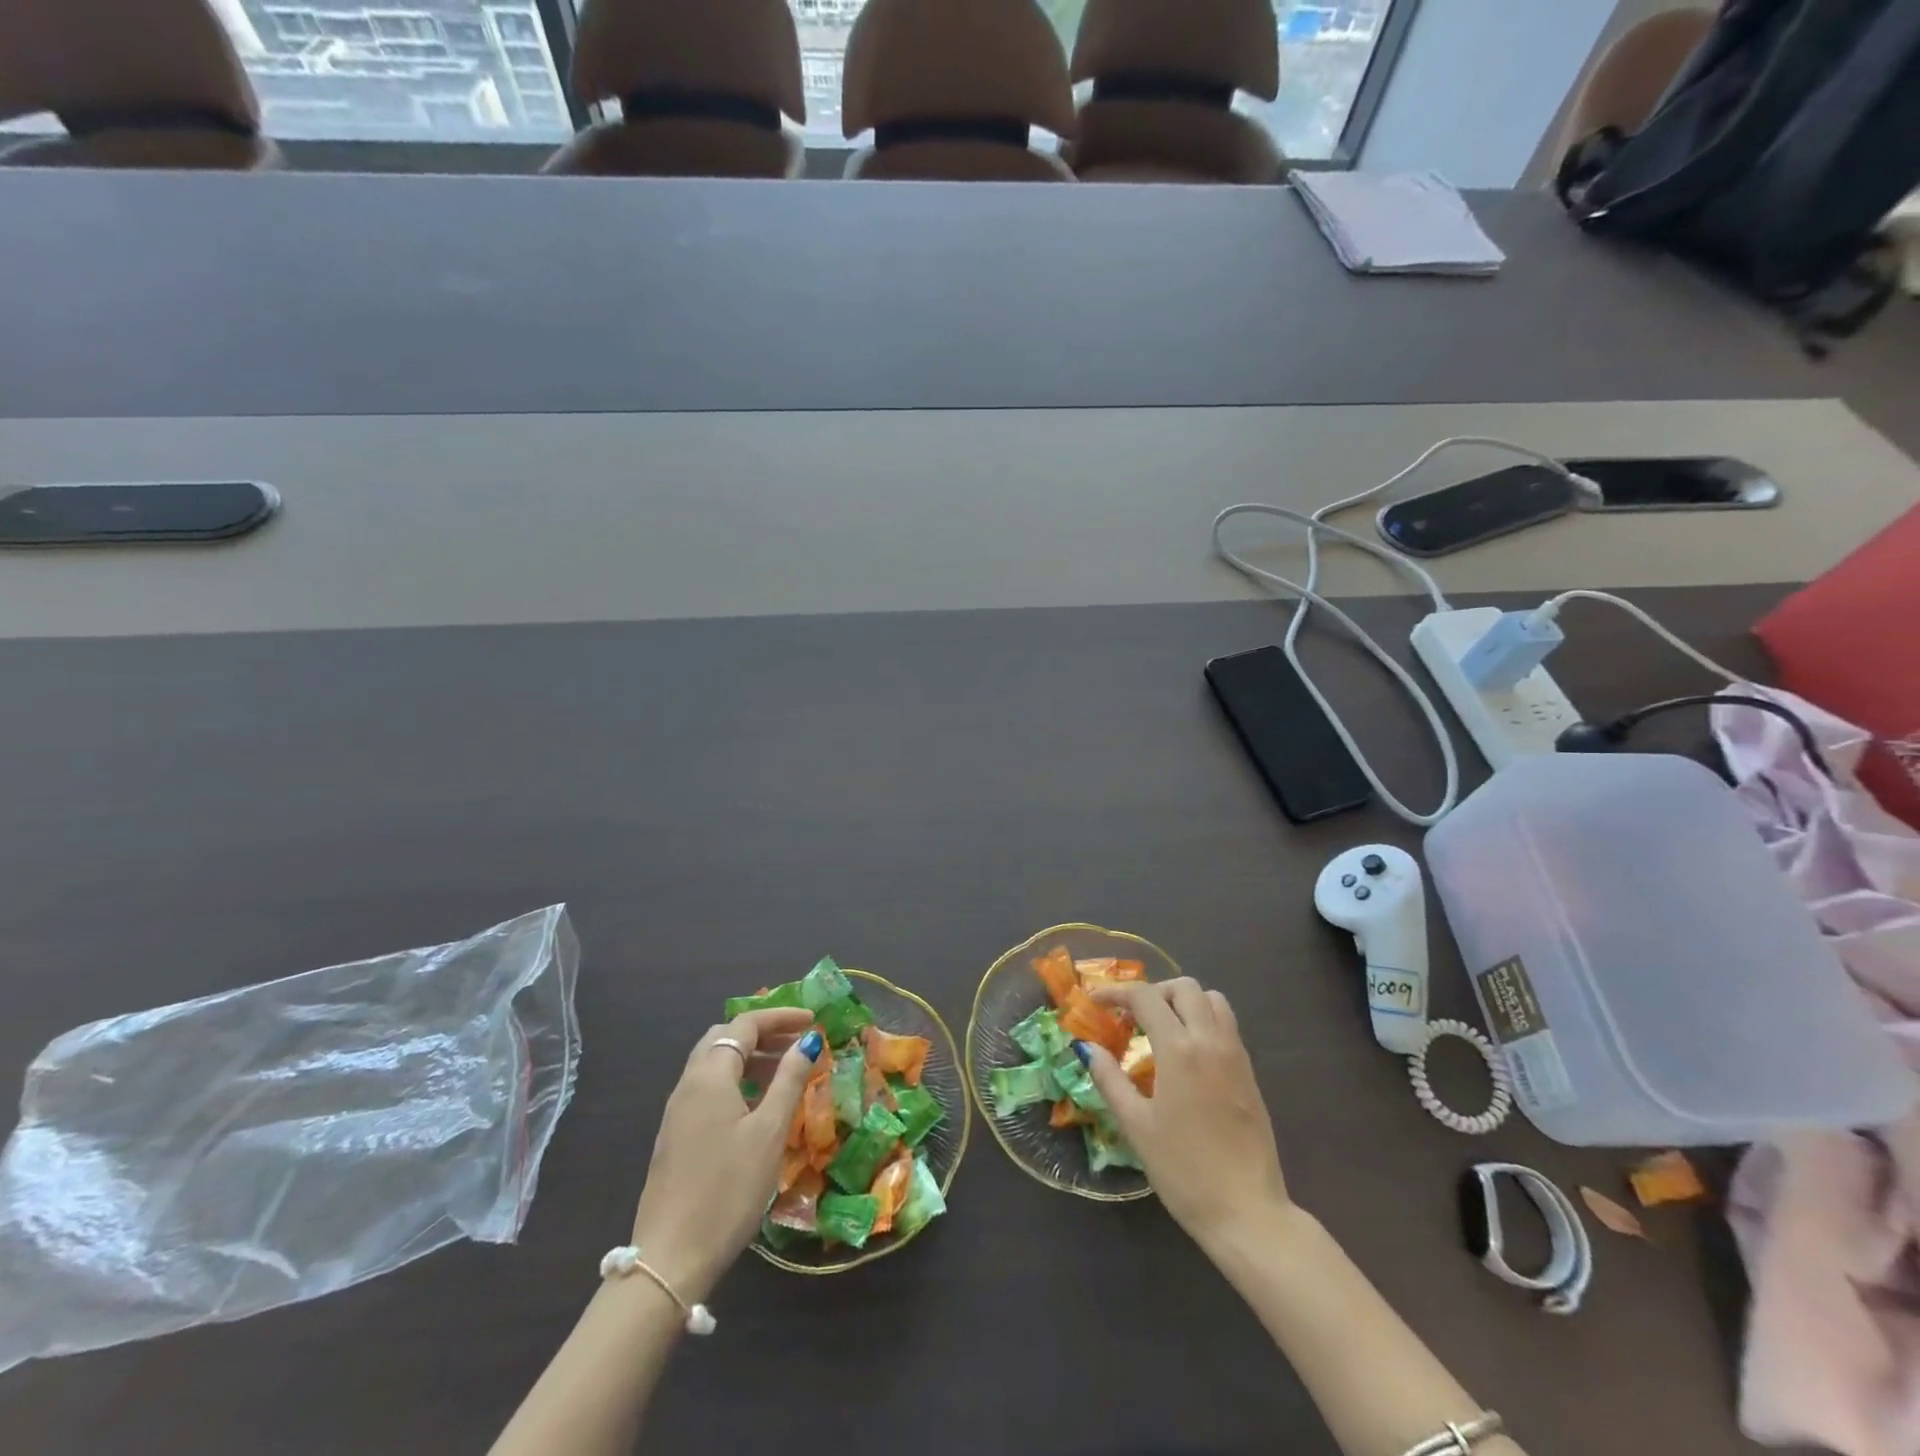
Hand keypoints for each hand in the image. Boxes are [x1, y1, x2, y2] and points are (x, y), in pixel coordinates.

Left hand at [629, 1009, 822, 1300]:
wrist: (670, 1259)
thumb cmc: (728, 1189)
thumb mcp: (769, 1132)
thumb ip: (790, 1080)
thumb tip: (808, 1040)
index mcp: (709, 1076)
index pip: (745, 1024)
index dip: (780, 1017)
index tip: (813, 1021)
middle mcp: (688, 1084)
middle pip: (725, 1038)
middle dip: (763, 1033)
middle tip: (798, 1042)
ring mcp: (677, 1112)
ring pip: (715, 1064)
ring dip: (750, 1057)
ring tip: (786, 1071)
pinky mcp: (675, 1136)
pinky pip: (708, 1089)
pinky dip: (736, 1080)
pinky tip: (758, 1105)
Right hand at [1083, 979, 1290, 1250]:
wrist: (1247, 1212)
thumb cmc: (1183, 1170)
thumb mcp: (1136, 1125)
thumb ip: (1109, 1079)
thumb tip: (1087, 1047)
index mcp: (1179, 1049)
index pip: (1146, 996)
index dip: (1116, 992)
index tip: (1096, 1002)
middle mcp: (1210, 1040)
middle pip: (1185, 987)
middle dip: (1154, 992)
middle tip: (1132, 1016)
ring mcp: (1236, 1055)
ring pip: (1213, 1000)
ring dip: (1184, 1001)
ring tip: (1162, 1028)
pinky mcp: (1250, 1073)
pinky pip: (1227, 1025)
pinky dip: (1204, 1020)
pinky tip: (1187, 1054)